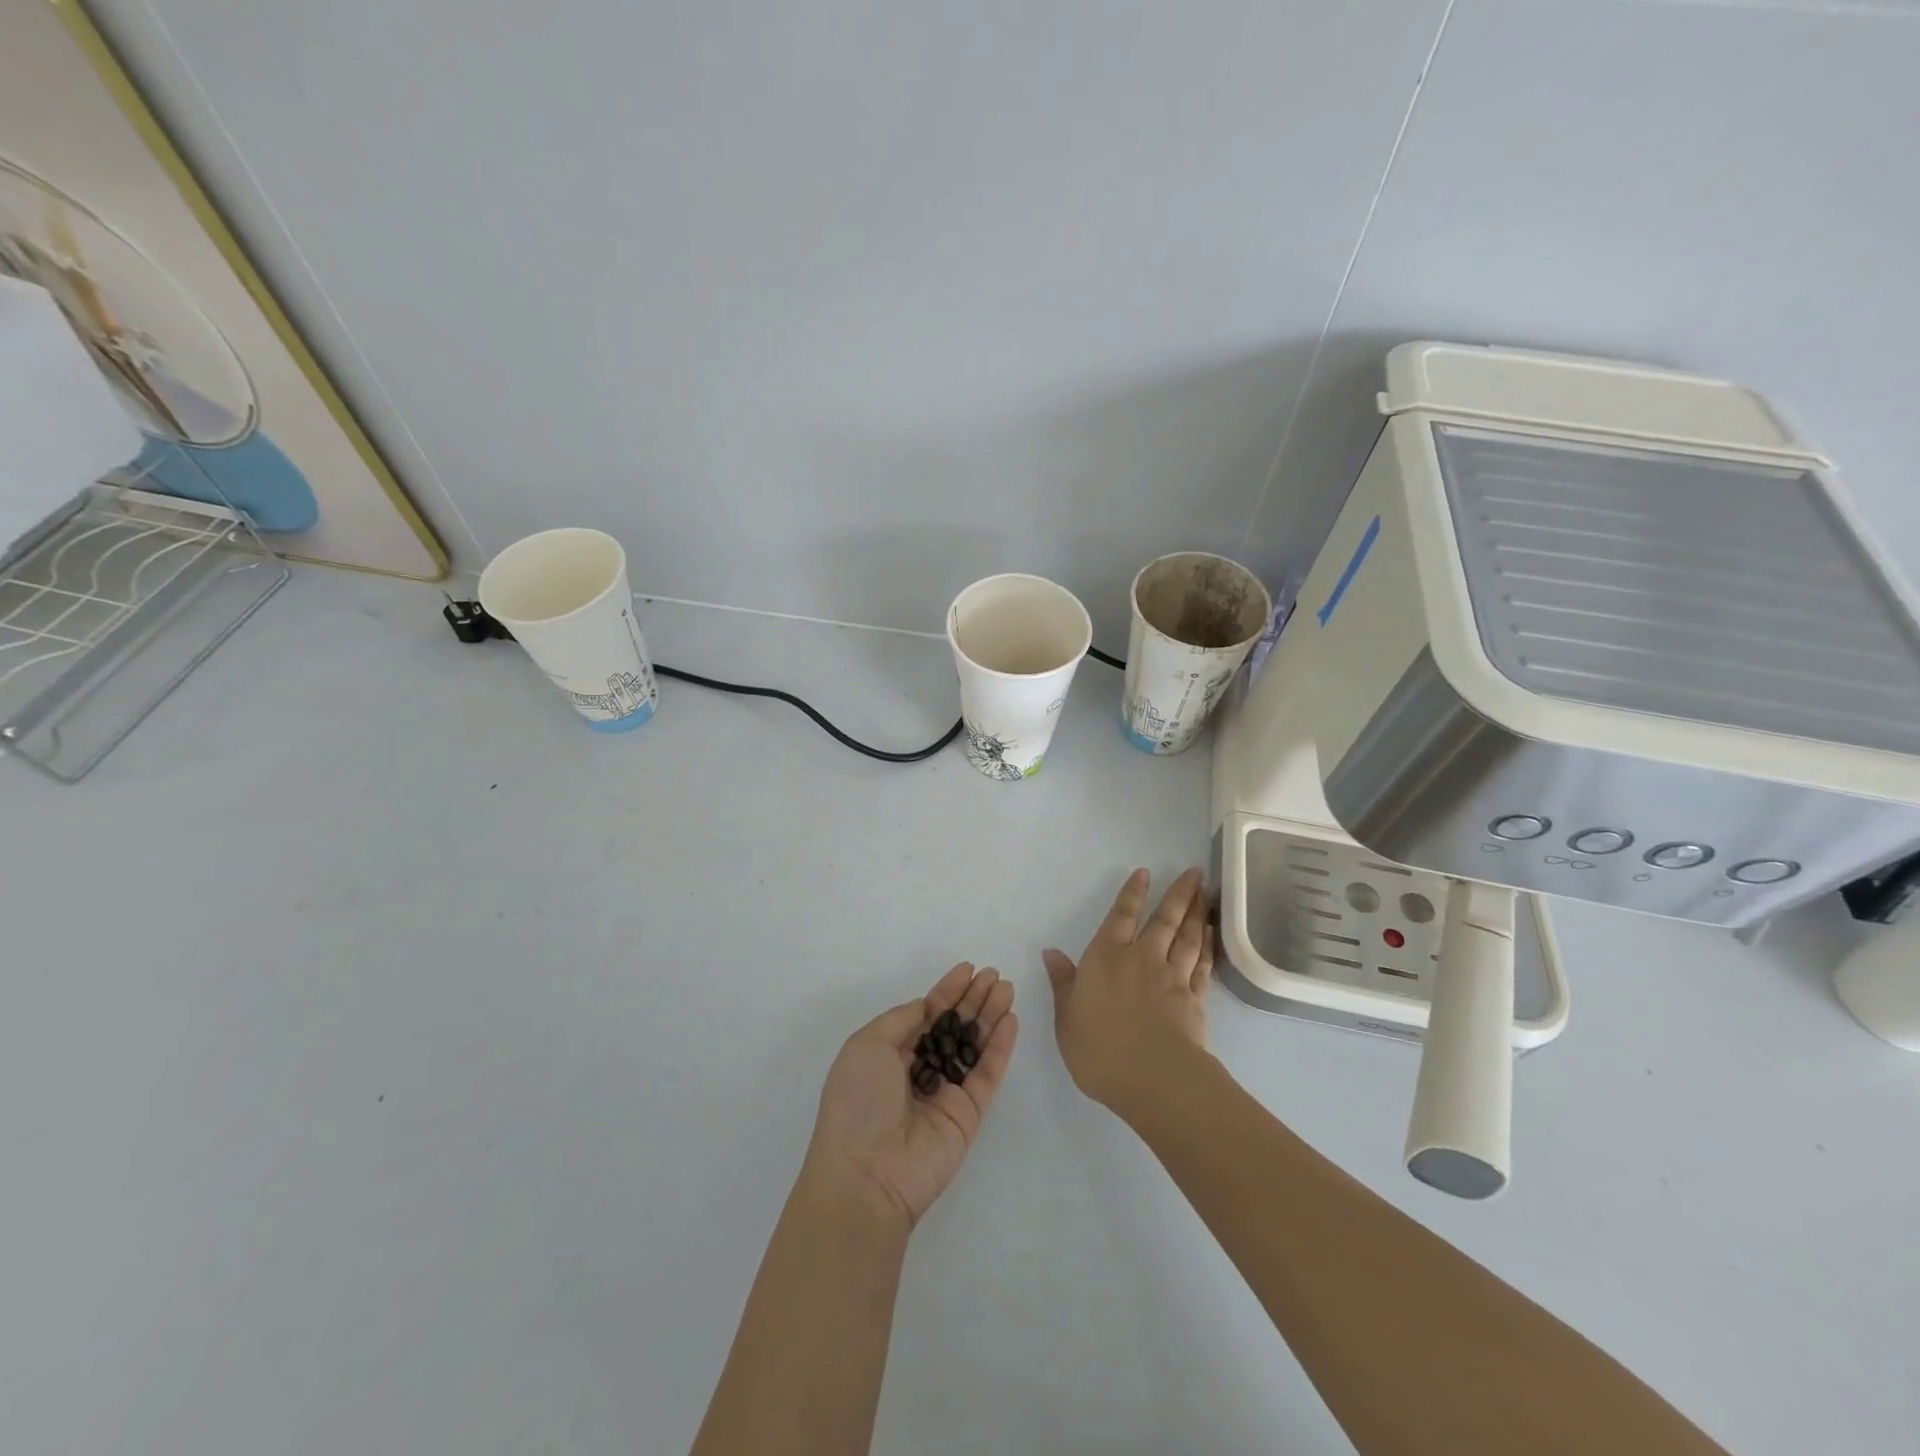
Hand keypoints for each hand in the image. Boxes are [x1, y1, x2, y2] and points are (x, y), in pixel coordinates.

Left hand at [804, 963, 1017, 1230]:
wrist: (866, 1173)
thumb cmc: (858, 1100)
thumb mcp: (867, 1045)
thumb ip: (901, 1020)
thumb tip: (927, 1006)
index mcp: (890, 1053)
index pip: (926, 1014)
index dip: (947, 991)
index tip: (968, 969)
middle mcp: (920, 1069)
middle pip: (954, 1026)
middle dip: (973, 999)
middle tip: (995, 975)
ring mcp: (946, 1092)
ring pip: (974, 1045)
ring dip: (990, 1016)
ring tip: (1007, 988)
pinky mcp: (968, 1114)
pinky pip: (987, 1073)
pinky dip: (999, 1047)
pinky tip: (1010, 1020)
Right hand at [1043, 867, 1214, 1116]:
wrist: (1154, 1078)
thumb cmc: (1100, 1049)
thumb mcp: (1067, 1018)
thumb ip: (1063, 983)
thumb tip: (1051, 952)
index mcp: (1106, 958)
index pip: (1120, 917)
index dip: (1132, 894)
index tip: (1145, 873)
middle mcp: (1141, 958)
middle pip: (1164, 919)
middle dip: (1178, 894)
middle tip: (1195, 872)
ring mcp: (1172, 977)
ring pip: (1187, 937)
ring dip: (1196, 913)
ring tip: (1205, 895)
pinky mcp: (1194, 999)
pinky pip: (1202, 965)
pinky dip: (1207, 947)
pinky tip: (1211, 936)